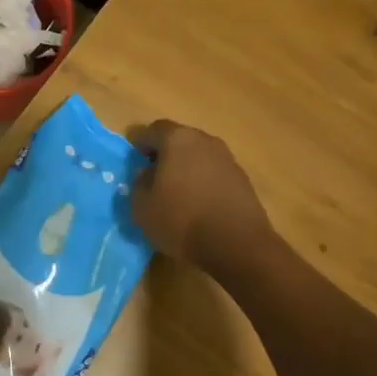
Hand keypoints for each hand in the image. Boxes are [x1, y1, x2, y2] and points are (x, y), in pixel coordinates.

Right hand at [130, 119, 275, 271]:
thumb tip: (147, 173)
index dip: (140, 143)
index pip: (152, 130)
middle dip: (165, 154)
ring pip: (198, 156)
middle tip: (153, 175)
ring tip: (177, 193)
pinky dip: (204, 183)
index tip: (134, 159)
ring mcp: (227, 159)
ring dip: (186, 168)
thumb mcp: (142, 206)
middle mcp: (204, 140)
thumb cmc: (181, 219)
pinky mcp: (243, 180)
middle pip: (178, 140)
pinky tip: (199, 205)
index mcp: (177, 139)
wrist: (238, 245)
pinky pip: (214, 174)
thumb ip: (139, 183)